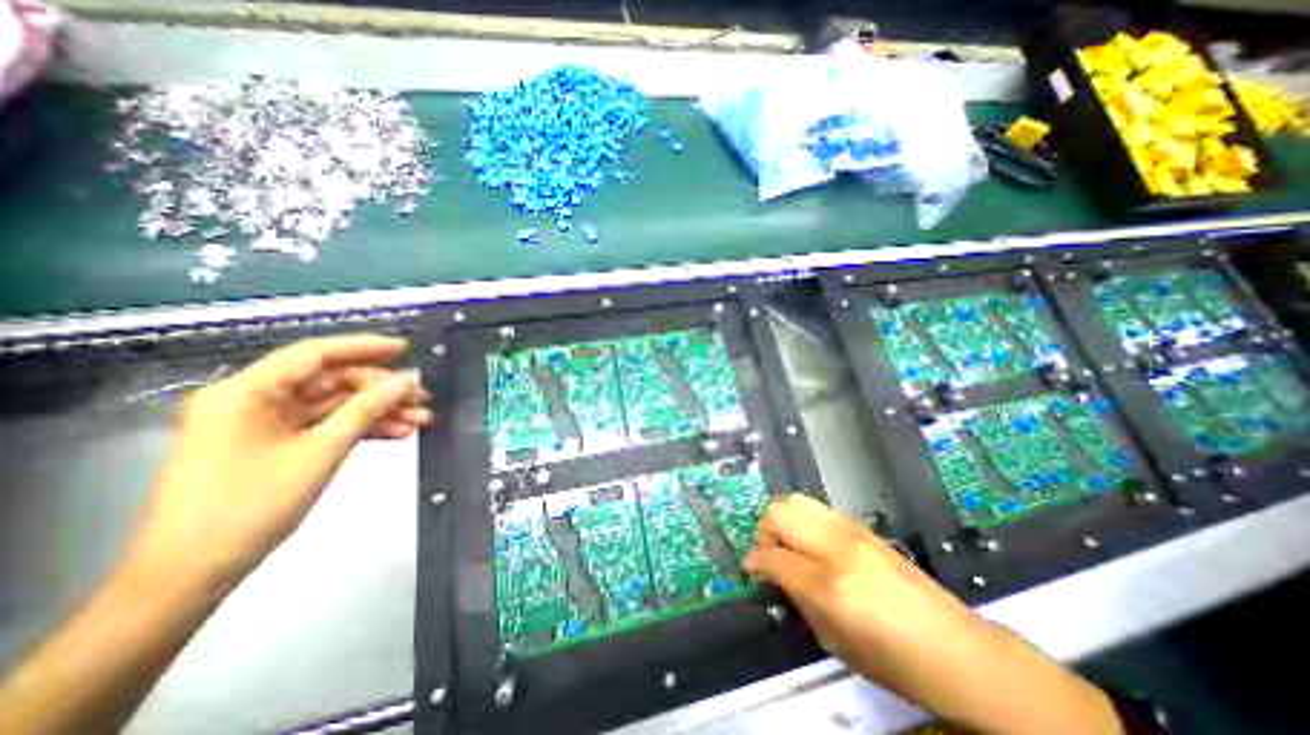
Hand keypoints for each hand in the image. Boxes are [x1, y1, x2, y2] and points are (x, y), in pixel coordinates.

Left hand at [123, 336, 431, 587]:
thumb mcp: (321, 452)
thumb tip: (407, 381)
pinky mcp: (273, 445)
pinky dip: (360, 428)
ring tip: (420, 419)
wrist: (192, 574)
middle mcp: (252, 400)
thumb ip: (366, 409)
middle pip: (330, 381)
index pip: (315, 354)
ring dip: (377, 411)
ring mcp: (263, 424)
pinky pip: (325, 426)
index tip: (406, 349)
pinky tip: (396, 433)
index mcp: (247, 392)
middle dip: (380, 390)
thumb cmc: (250, 506)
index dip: (364, 348)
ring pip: (334, 405)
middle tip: (421, 399)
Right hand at [742, 494, 1119, 734]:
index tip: (751, 568)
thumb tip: (772, 573)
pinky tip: (814, 544)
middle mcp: (835, 547)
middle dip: (763, 530)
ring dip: (784, 519)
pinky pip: (820, 509)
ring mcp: (851, 531)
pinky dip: (806, 520)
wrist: (957, 650)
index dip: (754, 561)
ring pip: (797, 500)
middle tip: (768, 552)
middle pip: (779, 512)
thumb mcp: (834, 641)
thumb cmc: (895, 661)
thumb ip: (797, 598)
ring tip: (789, 543)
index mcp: (827, 584)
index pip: (772, 556)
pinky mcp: (864, 527)